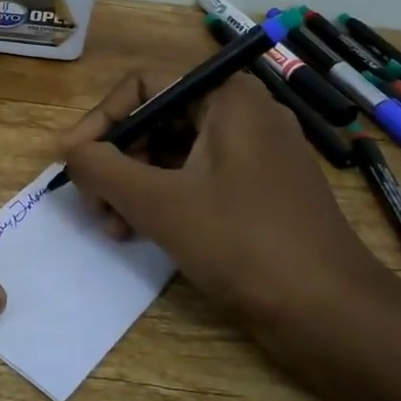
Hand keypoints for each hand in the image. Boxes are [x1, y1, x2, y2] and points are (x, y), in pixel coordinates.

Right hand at [60, 70, 400, 344]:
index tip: (72, 159)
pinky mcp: (258, 190)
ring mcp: (254, 153)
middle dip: (116, 159)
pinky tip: (139, 233)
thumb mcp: (160, 202)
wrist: (333, 315)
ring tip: (112, 226)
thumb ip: (103, 168)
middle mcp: (243, 112)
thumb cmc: (243, 243)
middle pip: (157, 118)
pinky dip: (163, 199)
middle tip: (92, 201)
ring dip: (134, 183)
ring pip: (173, 151)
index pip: (144, 84)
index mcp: (227, 96)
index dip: (100, 119)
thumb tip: (67, 149)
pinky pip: (196, 177)